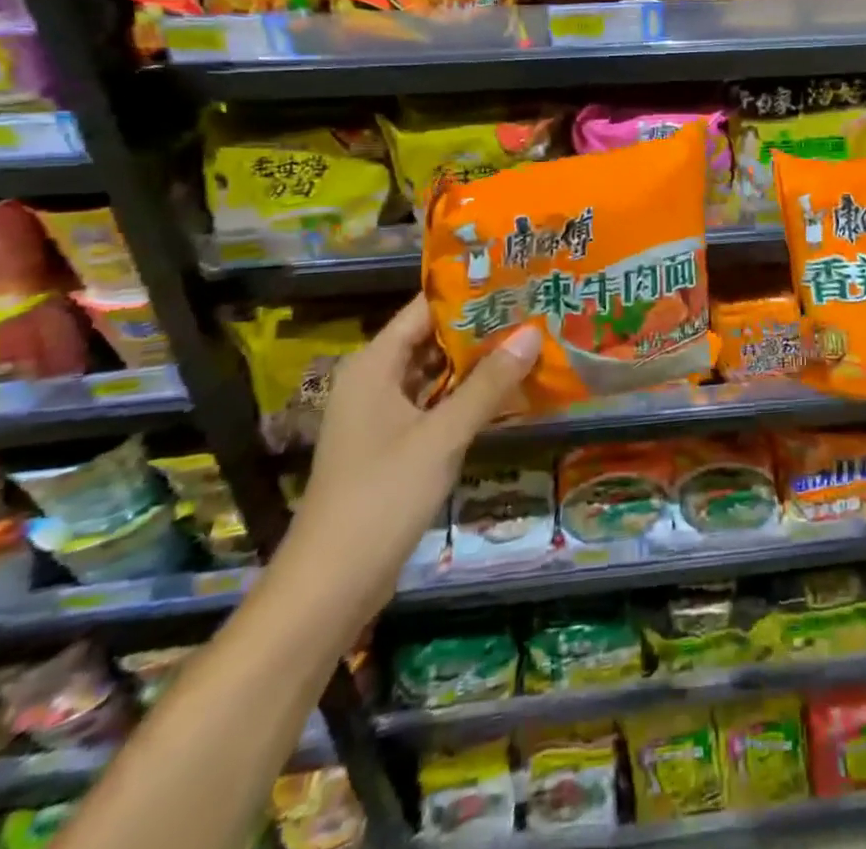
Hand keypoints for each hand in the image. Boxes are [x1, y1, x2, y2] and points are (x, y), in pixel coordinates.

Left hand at [281, 295, 539, 619]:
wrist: (331, 585)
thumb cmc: (382, 497)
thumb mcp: (442, 436)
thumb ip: (489, 384)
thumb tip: (532, 333)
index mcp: (373, 366)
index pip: (424, 309)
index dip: (468, 293)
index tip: (516, 280)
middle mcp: (375, 381)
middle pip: (432, 339)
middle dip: (481, 327)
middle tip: (534, 309)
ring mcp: (383, 415)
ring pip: (436, 373)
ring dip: (477, 363)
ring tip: (530, 340)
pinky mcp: (394, 445)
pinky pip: (435, 404)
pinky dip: (467, 395)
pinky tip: (508, 390)